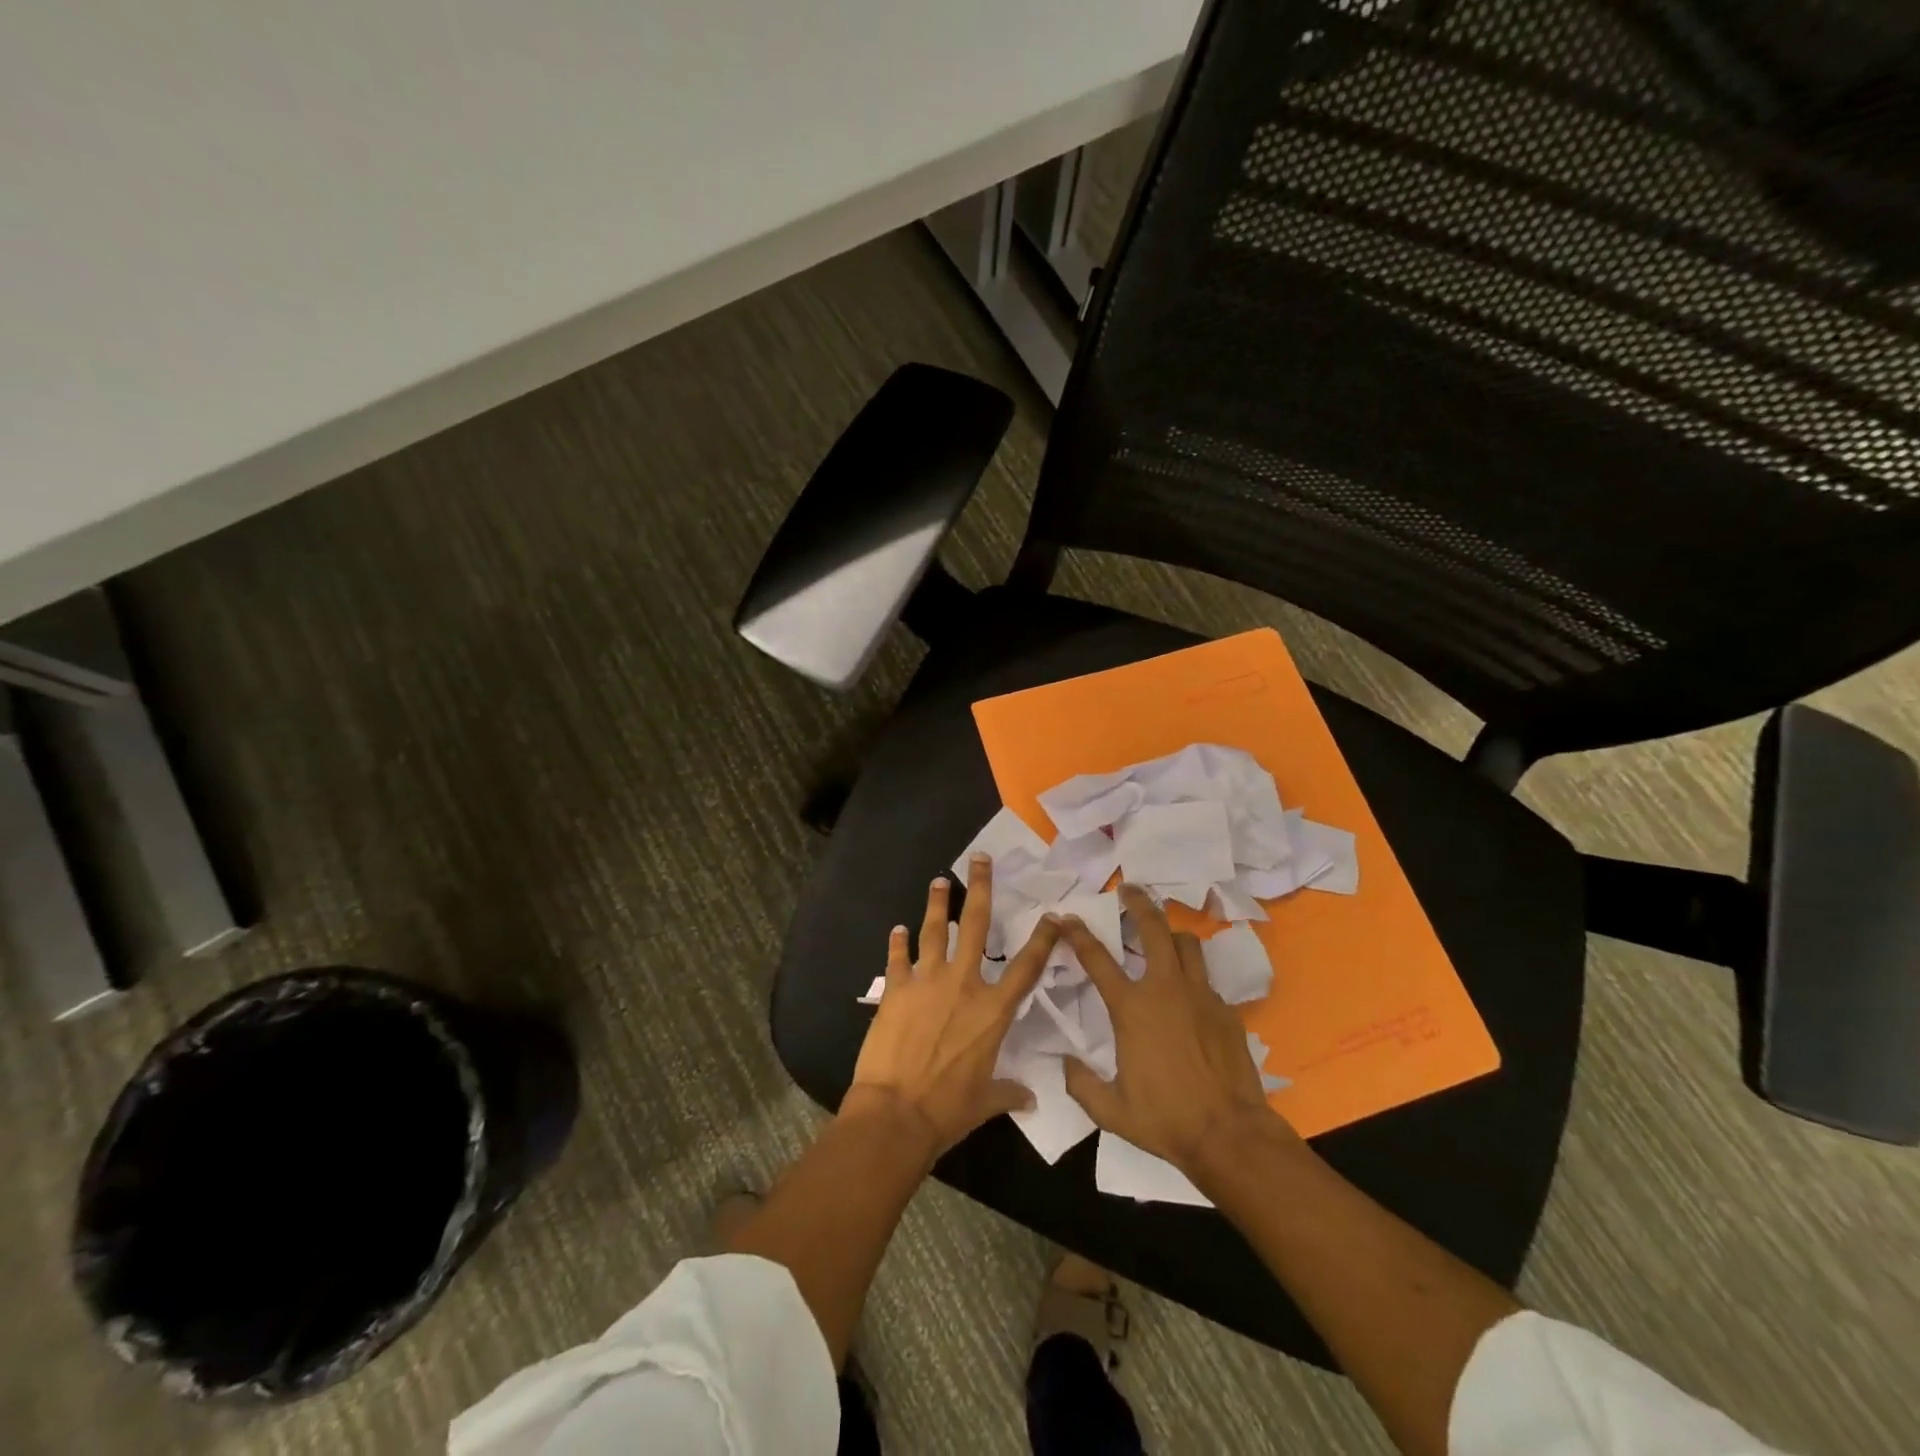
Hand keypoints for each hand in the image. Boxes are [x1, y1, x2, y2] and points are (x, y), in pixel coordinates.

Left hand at [848, 853, 1059, 1157]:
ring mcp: (927, 982)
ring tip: (939, 881)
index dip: (1042, 939)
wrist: (896, 1112)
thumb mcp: (985, 1101)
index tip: (1052, 916)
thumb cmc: (947, 1109)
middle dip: (981, 889)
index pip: (1026, 967)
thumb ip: (1009, 1092)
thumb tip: (1030, 1099)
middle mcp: (963, 985)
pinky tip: (897, 930)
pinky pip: (897, 959)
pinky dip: (897, 944)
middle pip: (977, 926)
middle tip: (980, 860)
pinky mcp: (895, 990)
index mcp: (993, 1011)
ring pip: (934, 931)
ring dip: (938, 904)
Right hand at [1059, 885, 1299, 1175]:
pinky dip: (1193, 979)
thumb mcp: (1110, 1110)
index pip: (1096, 958)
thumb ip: (1081, 1084)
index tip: (1066, 917)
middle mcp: (1165, 990)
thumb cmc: (1165, 1120)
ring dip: (1171, 935)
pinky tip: (1189, 999)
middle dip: (1139, 903)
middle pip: (1154, 928)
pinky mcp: (1226, 1010)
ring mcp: (1200, 996)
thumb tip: (1066, 1064)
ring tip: (1163, 938)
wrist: (1230, 1134)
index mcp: (1131, 1008)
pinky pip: (1206, 981)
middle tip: (1129, 889)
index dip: (1077, 933)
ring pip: (1187, 944)